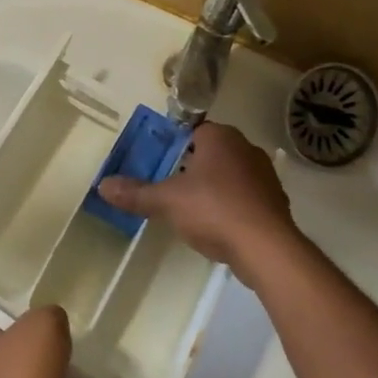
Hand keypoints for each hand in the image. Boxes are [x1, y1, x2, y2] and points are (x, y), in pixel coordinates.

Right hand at [97, 121, 299, 279]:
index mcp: (221, 137)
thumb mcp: (166, 201)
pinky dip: (232, 206)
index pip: (195, 130)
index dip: (177, 144)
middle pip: (213, 152)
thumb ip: (135, 193)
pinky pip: (246, 197)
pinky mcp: (275, 202)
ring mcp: (265, 176)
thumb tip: (102, 185)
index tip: (162, 162)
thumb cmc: (213, 209)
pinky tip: (217, 225)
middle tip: (171, 185)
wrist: (266, 247)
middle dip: (194, 166)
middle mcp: (246, 148)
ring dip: (214, 187)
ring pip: (231, 174)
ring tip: (191, 208)